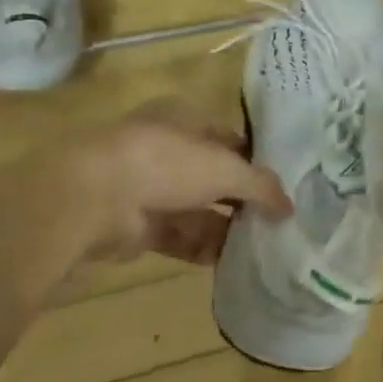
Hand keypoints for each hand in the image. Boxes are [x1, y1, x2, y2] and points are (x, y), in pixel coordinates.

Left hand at [69, 98, 291, 263]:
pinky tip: (231, 262)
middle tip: (276, 220)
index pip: (229, 139)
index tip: (282, 186)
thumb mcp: (226, 168)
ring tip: (261, 246)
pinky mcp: (134, 224)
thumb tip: (290, 206)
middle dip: (242, 199)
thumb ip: (261, 186)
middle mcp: (165, 149)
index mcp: (184, 119)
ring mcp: (147, 187)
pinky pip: (177, 236)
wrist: (92, 198)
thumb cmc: (167, 163)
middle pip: (213, 177)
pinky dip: (201, 248)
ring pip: (196, 208)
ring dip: (225, 227)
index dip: (256, 161)